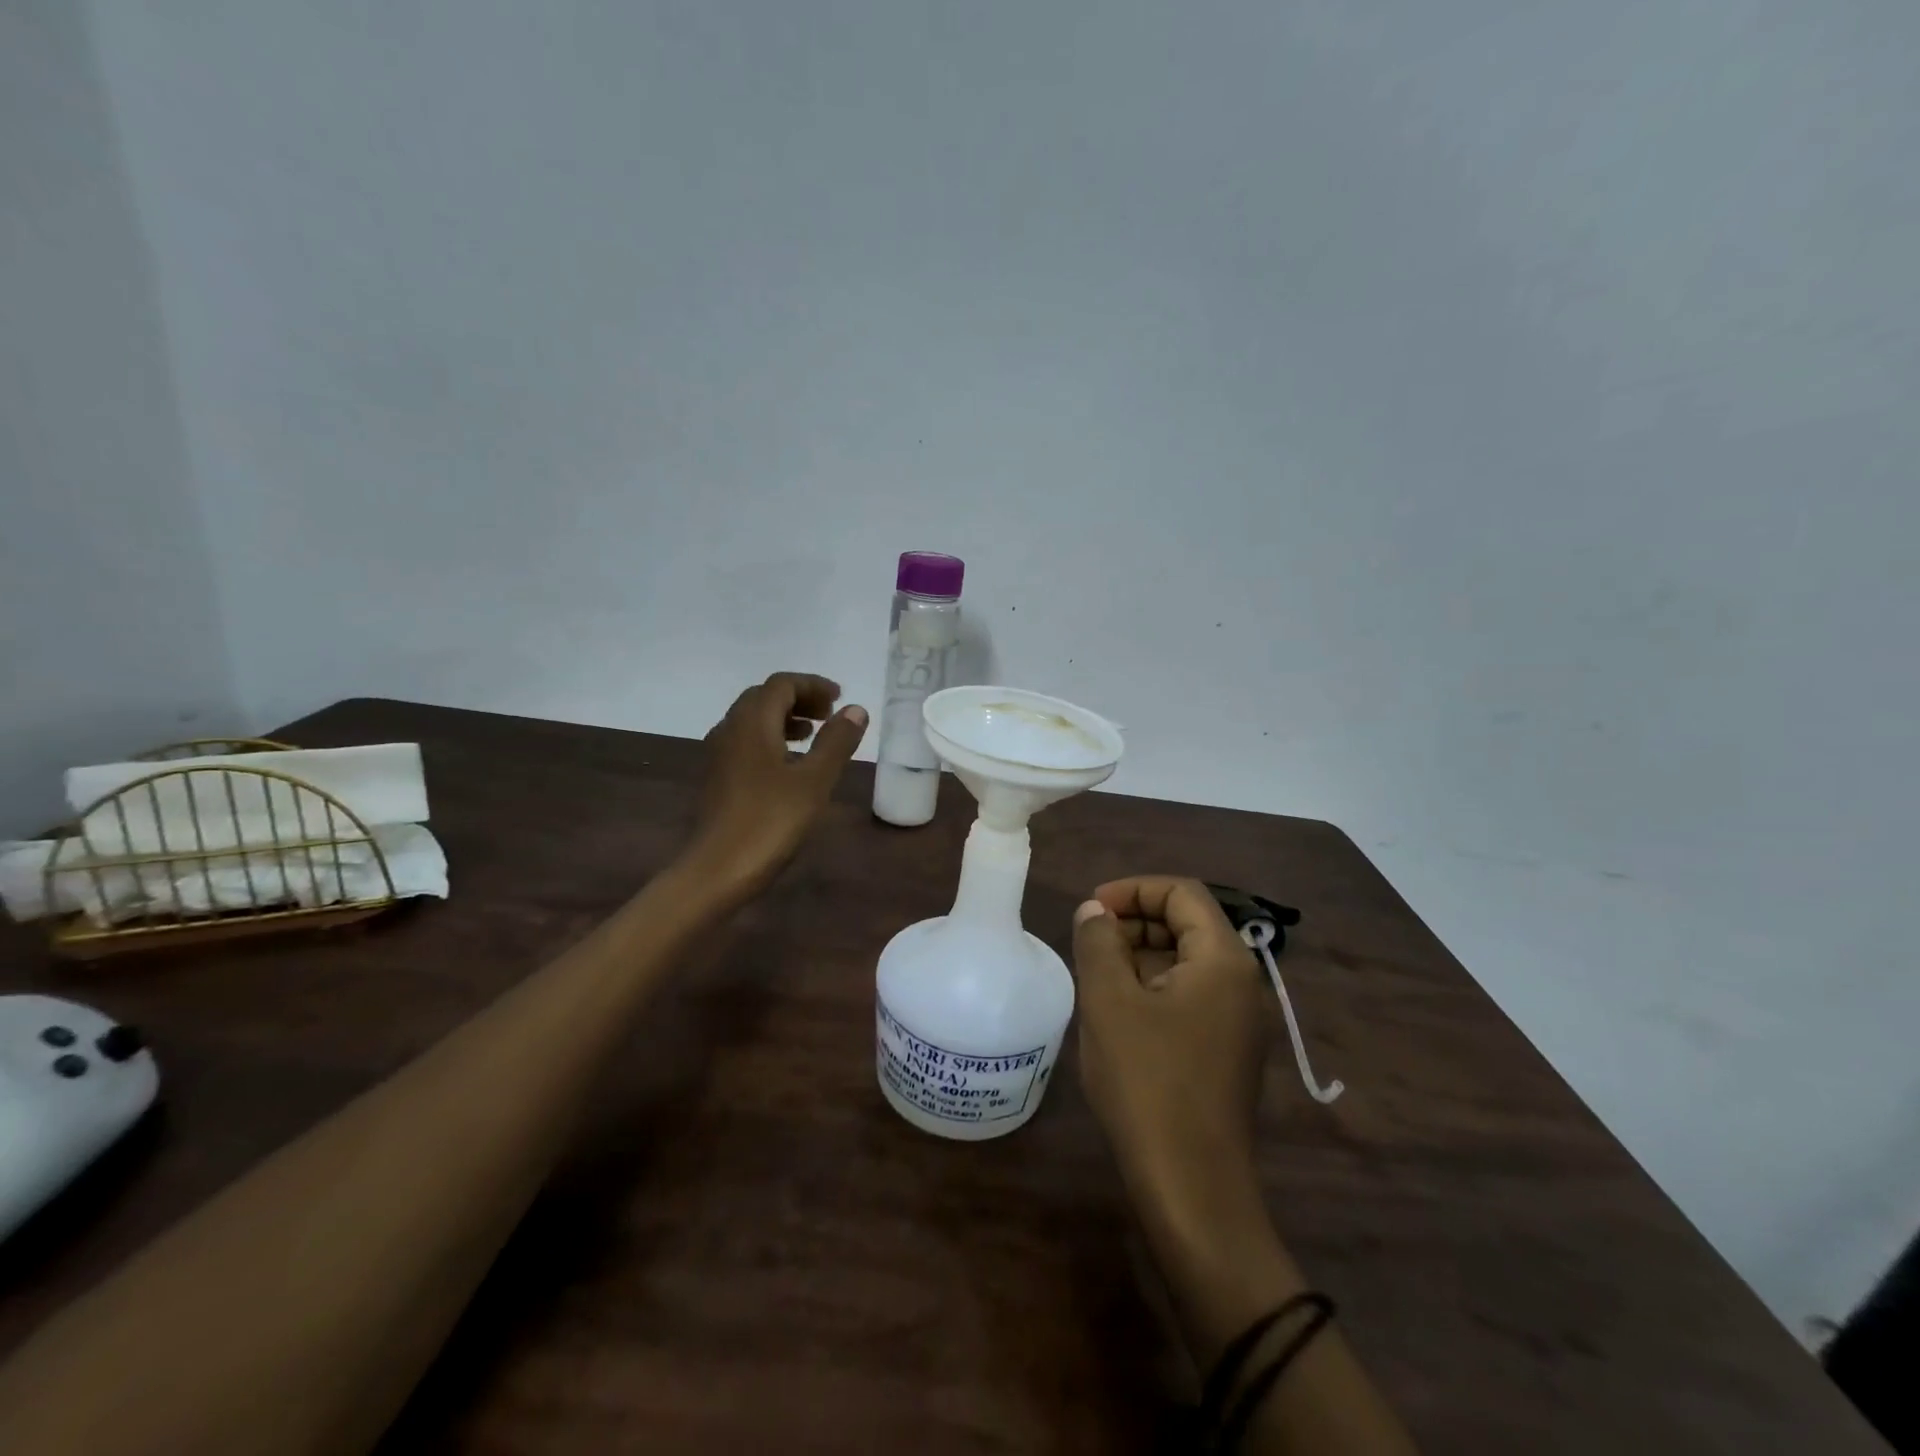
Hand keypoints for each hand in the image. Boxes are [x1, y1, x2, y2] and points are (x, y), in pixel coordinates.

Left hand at [683, 672, 866, 902]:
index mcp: (752, 722)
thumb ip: (836, 741)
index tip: (840, 699)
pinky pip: (746, 742)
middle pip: (764, 697)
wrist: (717, 870)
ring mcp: (719, 754)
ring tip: (813, 736)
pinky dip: (771, 739)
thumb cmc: (770, 821)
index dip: (813, 685)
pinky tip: (789, 766)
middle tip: (829, 715)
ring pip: (753, 720)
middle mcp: (730, 729)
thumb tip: (855, 709)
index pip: (782, 684)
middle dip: (799, 699)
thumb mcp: (814, 781)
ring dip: (784, 718)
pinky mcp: (718, 778)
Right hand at [1071, 877, 1270, 1210]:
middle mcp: (1241, 982)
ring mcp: (1238, 1020)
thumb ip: (1099, 942)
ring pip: (1186, 961)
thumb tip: (1094, 911)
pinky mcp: (1226, 1050)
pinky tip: (1118, 1012)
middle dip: (1135, 922)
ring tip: (1096, 976)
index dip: (1133, 890)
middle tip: (1089, 943)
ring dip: (1140, 955)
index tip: (1091, 909)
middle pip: (1188, 924)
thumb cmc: (1148, 1083)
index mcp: (1223, 960)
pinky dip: (1153, 987)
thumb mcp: (1109, 1002)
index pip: (1182, 893)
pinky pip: (1190, 996)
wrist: (1191, 1188)